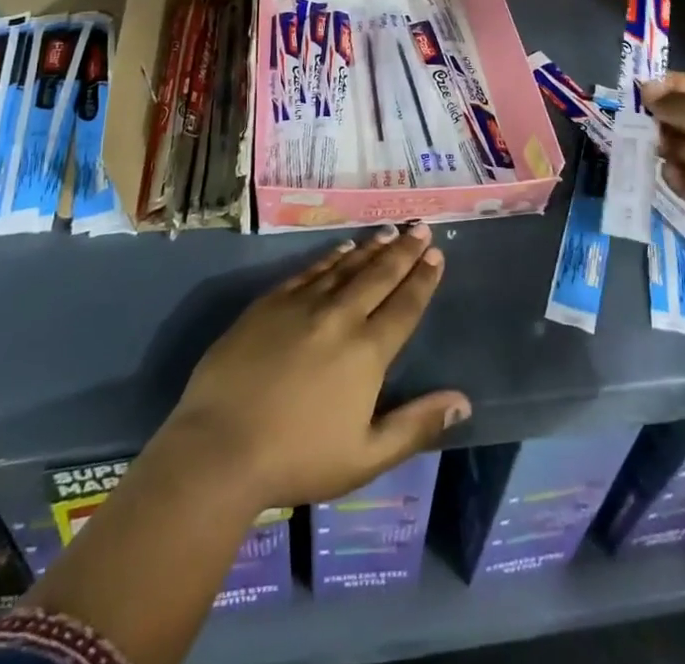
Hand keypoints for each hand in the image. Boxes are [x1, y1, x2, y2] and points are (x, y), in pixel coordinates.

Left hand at [159, 223, 469, 511]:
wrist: (221, 447)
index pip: (405, 306)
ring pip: (346, 267)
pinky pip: (309, 271)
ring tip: (389, 231)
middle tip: (420, 226)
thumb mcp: (366, 456)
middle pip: (379, 276)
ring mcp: (303, 305)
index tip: (436, 254)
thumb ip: (416, 425)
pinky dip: (330, 257)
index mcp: (367, 353)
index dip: (423, 279)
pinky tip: (341, 248)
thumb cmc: (298, 459)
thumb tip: (464, 402)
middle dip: (403, 250)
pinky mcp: (270, 303)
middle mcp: (340, 317)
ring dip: (370, 248)